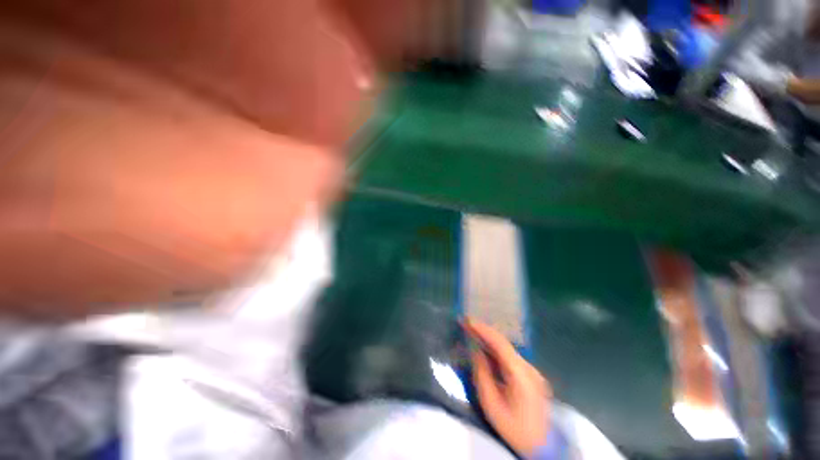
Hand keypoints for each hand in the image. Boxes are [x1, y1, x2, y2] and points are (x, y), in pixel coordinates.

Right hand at [464, 319, 551, 457]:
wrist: (541, 448)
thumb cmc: (513, 428)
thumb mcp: (491, 404)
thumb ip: (482, 374)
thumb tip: (475, 350)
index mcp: (521, 374)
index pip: (500, 344)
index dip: (483, 329)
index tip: (467, 320)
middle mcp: (529, 367)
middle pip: (504, 343)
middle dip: (484, 331)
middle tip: (467, 323)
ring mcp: (532, 371)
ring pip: (507, 348)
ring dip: (489, 339)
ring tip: (472, 331)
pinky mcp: (531, 375)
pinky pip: (510, 356)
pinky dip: (496, 349)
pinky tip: (485, 347)